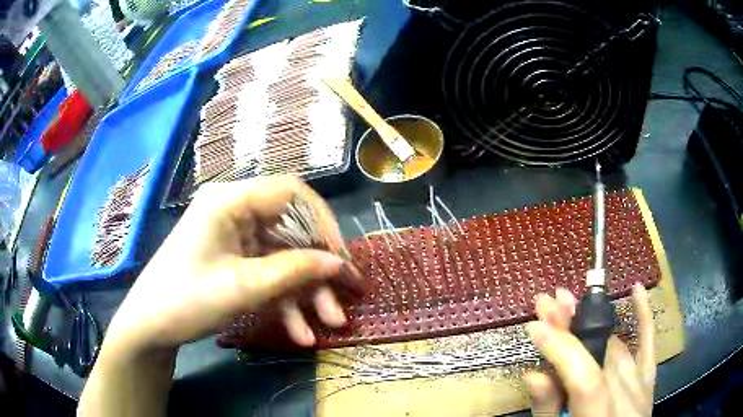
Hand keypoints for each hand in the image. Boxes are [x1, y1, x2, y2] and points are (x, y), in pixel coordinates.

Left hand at [104, 176, 361, 353]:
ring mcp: (235, 239)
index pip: (291, 193)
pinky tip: (300, 333)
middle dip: (318, 270)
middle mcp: (235, 212)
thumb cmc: (185, 299)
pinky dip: (285, 302)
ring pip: (284, 258)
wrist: (150, 327)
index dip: (321, 222)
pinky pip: (269, 275)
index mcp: (230, 201)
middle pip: (291, 231)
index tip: (339, 258)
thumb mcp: (242, 287)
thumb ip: (293, 271)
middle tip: (343, 299)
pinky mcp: (235, 261)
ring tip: (327, 325)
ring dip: (306, 292)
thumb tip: (338, 263)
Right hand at [525, 284, 654, 416]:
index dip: (562, 350)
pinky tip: (638, 289)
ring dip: (591, 323)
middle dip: (572, 327)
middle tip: (548, 302)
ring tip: (569, 302)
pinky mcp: (648, 381)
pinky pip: (649, 346)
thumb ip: (548, 411)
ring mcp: (642, 387)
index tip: (536, 326)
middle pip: (602, 355)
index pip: (586, 378)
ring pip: (617, 347)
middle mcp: (627, 399)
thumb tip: (533, 374)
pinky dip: (644, 317)